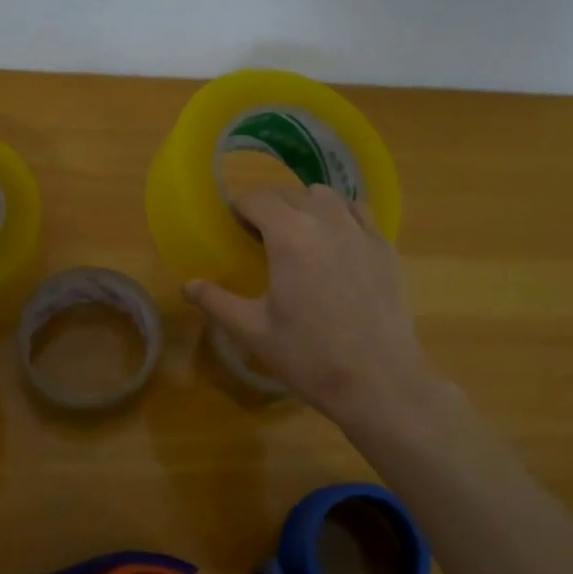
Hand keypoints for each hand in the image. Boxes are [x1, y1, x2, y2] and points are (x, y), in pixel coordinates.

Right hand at [183, 184, 437, 428]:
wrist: (378, 380)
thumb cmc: (309, 356)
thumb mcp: (253, 332)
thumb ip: (217, 301)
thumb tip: (187, 285)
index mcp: (289, 235)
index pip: (257, 199)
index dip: (240, 208)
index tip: (233, 225)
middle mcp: (326, 220)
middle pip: (289, 194)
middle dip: (269, 206)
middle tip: (258, 234)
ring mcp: (361, 231)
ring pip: (326, 196)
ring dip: (304, 205)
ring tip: (297, 233)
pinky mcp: (385, 247)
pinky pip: (359, 212)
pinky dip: (340, 215)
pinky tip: (335, 241)